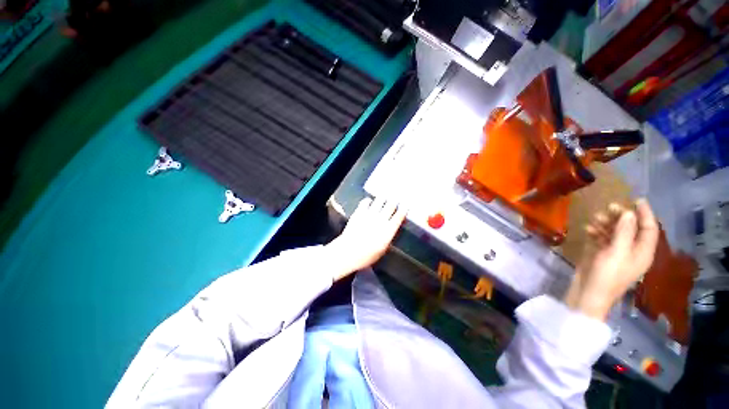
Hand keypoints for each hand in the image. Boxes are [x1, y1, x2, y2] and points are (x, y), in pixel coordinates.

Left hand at [325, 197, 407, 280]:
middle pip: (390, 205)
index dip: (403, 209)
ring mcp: (369, 214)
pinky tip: (370, 202)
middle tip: (396, 197)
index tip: (406, 205)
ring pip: (379, 201)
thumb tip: (392, 229)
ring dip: (383, 198)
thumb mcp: (382, 250)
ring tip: (385, 196)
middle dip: (394, 200)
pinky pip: (366, 202)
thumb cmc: (366, 255)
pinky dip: (369, 200)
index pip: (399, 216)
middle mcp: (380, 220)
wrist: (348, 252)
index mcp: (388, 230)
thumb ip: (388, 237)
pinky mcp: (359, 212)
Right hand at [564, 199, 658, 320]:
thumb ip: (624, 232)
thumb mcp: (617, 252)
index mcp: (642, 252)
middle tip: (610, 207)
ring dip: (607, 224)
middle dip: (622, 217)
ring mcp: (617, 254)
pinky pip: (603, 239)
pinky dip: (597, 232)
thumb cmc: (607, 274)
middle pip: (632, 229)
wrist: (589, 293)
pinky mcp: (602, 256)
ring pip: (616, 233)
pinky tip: (587, 229)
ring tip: (596, 217)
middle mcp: (632, 251)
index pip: (649, 229)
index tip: (636, 199)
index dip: (645, 214)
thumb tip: (629, 213)